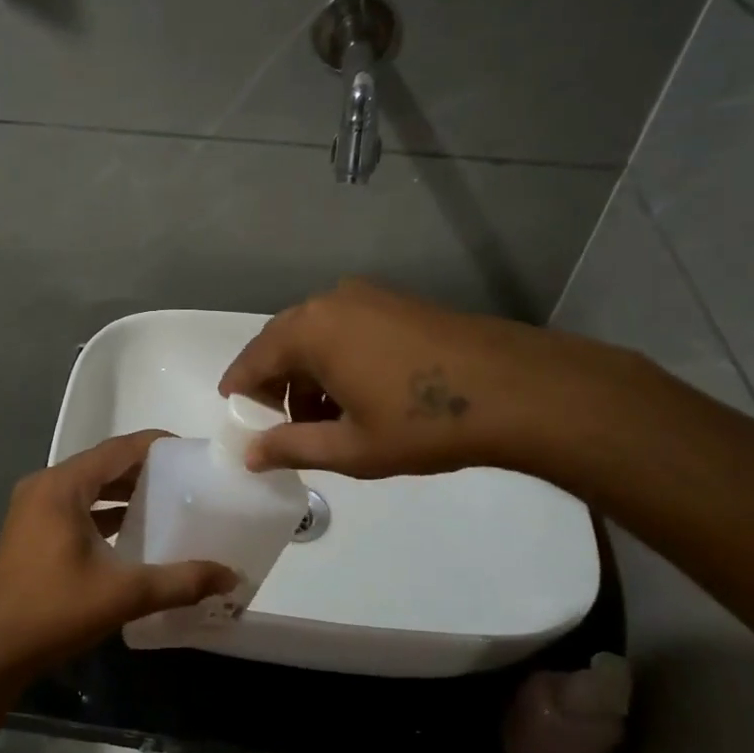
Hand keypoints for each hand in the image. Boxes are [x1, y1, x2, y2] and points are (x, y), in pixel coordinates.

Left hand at [0, 431, 237, 680]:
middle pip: (101, 464)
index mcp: (62, 487)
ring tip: (164, 498)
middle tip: (184, 476)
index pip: (116, 449)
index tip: (189, 449)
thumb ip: (180, 581)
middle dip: (141, 468)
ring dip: (121, 489)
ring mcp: (33, 507)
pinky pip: (74, 504)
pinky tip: (129, 527)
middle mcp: (44, 486)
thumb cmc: (55, 610)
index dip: (154, 444)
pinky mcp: (30, 529)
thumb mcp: (124, 594)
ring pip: (87, 485)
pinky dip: (102, 509)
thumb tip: (231, 576)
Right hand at [218, 279, 617, 478]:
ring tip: (323, 418)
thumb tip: (248, 455)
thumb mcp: (350, 447)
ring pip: (315, 336)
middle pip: (282, 343)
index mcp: (310, 331)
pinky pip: (344, 328)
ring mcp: (367, 297)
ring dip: (307, 374)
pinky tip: (357, 394)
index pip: (253, 360)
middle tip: (279, 425)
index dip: (240, 391)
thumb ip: (290, 447)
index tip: (236, 418)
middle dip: (275, 385)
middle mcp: (330, 302)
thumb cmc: (423, 424)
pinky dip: (335, 359)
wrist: (518, 390)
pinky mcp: (396, 302)